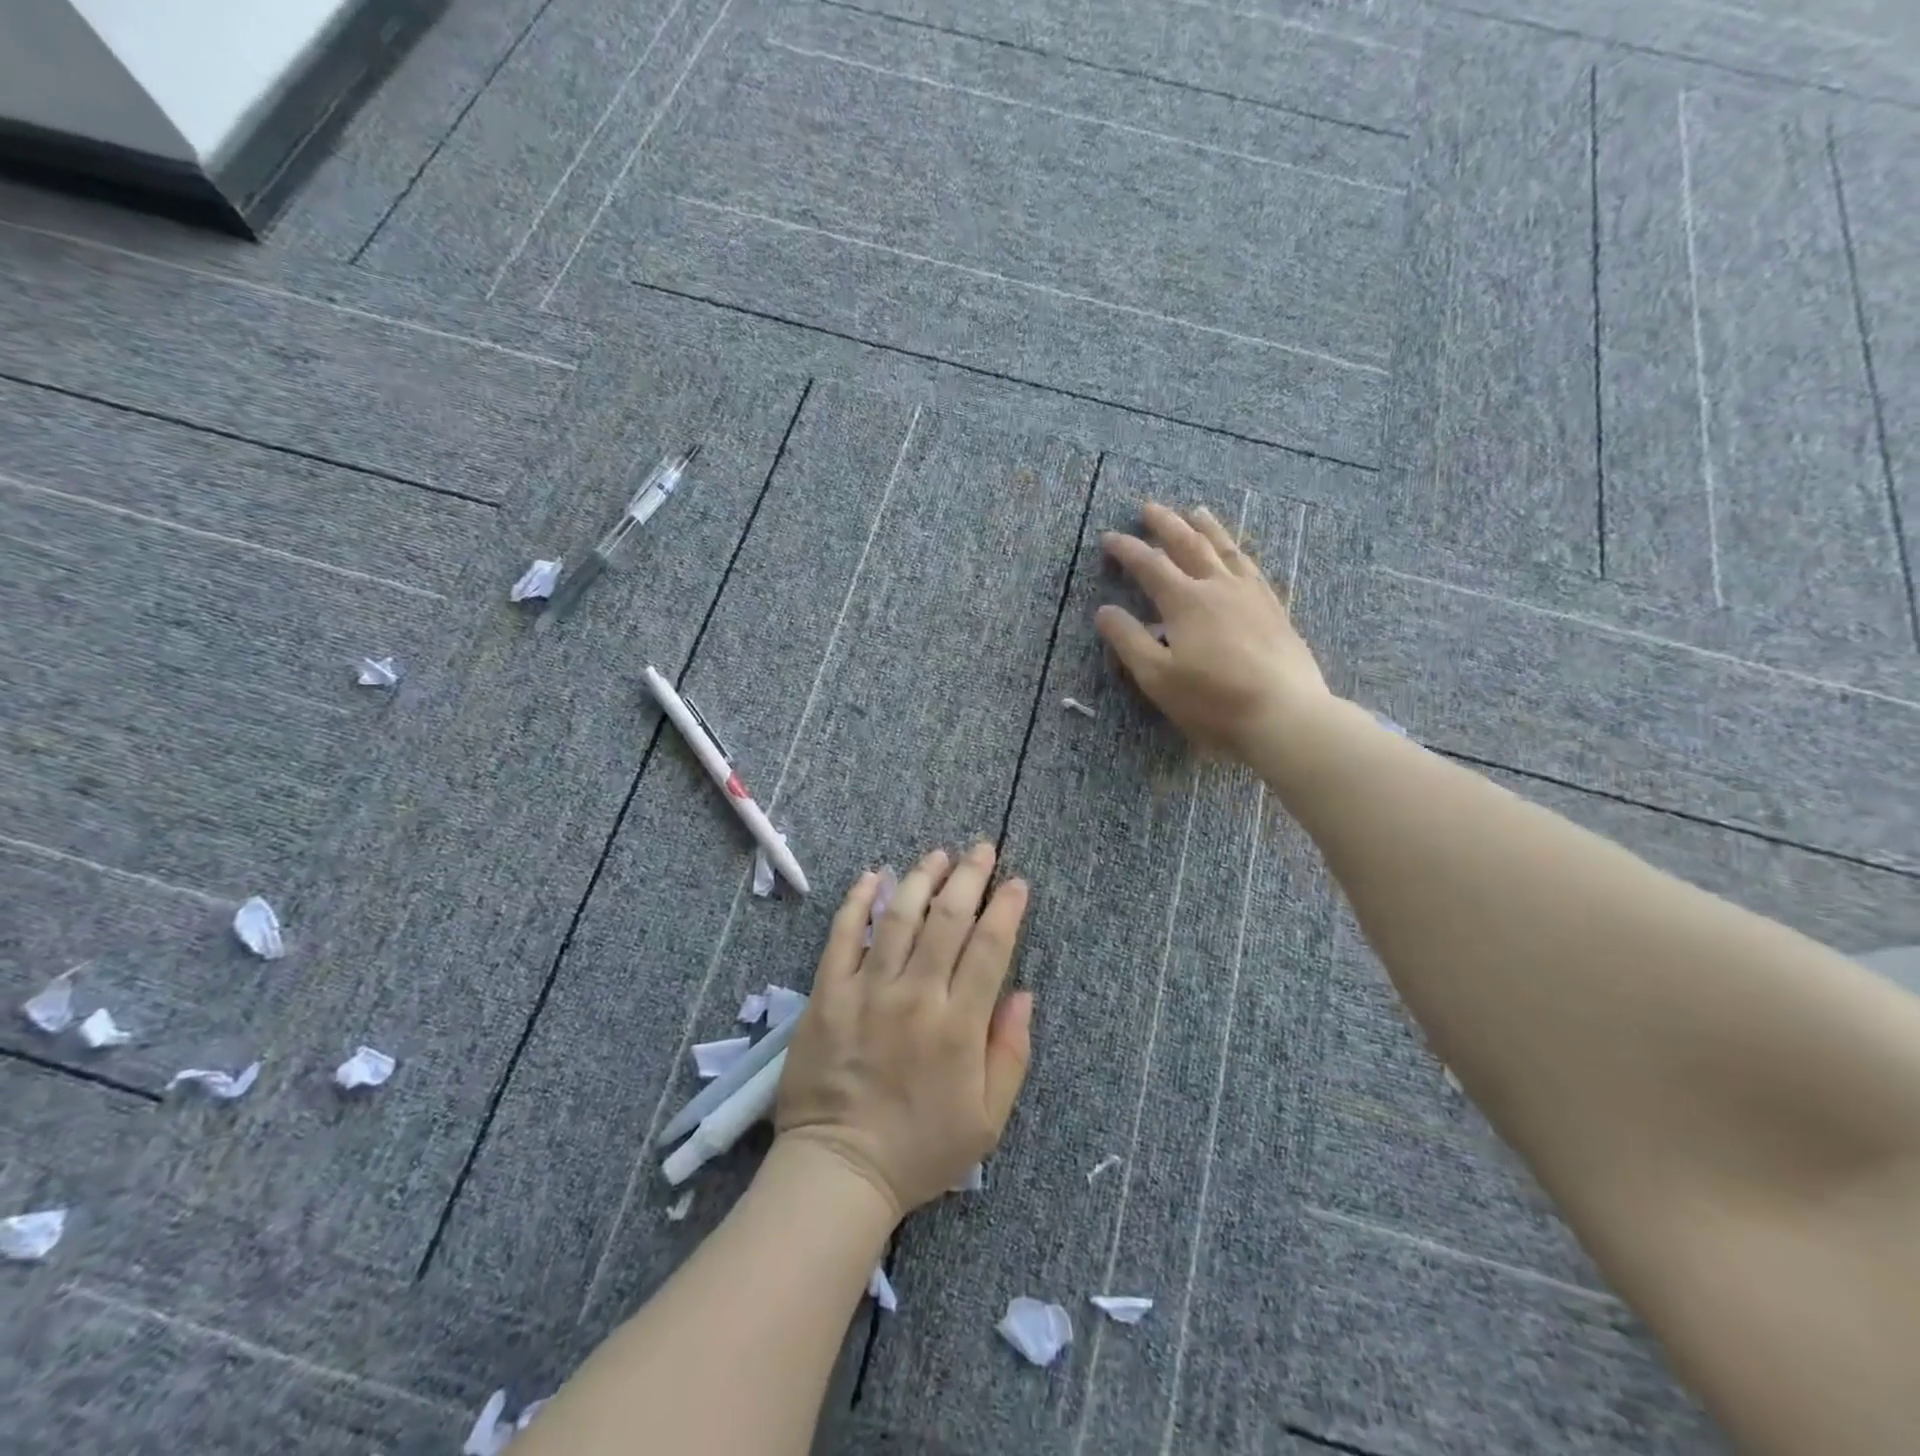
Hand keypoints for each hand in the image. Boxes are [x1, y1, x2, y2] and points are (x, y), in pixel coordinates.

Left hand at [775, 843, 1033, 1218]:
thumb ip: (1010, 1053)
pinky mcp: (827, 994)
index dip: (1007, 908)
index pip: (990, 948)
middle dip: (969, 877)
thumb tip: (1023, 994)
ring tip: (938, 854)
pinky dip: (858, 902)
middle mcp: (915, 997)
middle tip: (982, 849)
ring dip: (921, 878)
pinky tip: (873, 877)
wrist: (840, 1171)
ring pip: (899, 918)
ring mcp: (867, 991)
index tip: (1017, 882)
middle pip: (948, 920)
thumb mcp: (987, 1120)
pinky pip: (843, 936)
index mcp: (958, 1027)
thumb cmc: (920, 1149)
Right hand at [1097, 501, 1334, 760]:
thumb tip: (1104, 611)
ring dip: (1207, 528)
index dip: (1127, 549)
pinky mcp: (1275, 610)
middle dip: (1166, 525)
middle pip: (1189, 545)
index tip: (1109, 537)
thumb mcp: (1158, 677)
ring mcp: (1252, 595)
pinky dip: (1238, 552)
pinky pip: (1252, 568)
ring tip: (1196, 512)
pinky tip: (1237, 554)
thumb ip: (1129, 641)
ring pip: (1226, 550)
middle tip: (1149, 508)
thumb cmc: (1213, 700)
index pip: (1150, 565)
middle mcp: (1219, 587)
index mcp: (1186, 602)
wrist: (1284, 714)